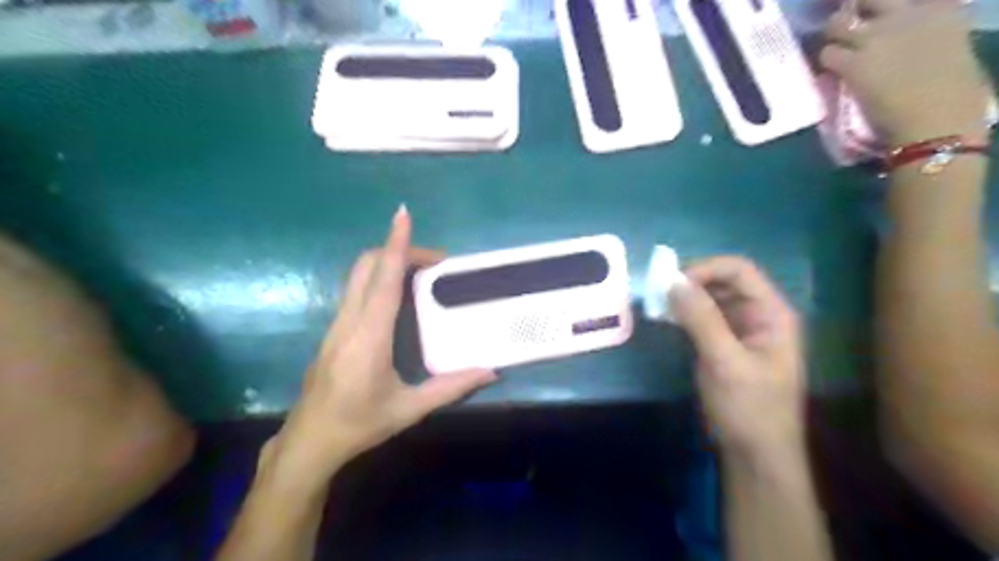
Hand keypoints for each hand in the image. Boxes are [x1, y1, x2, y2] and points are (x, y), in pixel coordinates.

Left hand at [261, 206, 498, 490]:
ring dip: (388, 262)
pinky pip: (356, 289)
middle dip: (398, 249)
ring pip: (359, 274)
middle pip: (367, 265)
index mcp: (369, 336)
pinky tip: (399, 295)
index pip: (384, 278)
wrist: (309, 440)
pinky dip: (379, 277)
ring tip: (423, 274)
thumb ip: (451, 387)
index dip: (396, 244)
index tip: (404, 215)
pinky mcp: (334, 328)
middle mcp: (349, 321)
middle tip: (435, 262)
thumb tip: (491, 372)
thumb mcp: (409, 409)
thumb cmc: (359, 424)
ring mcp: (337, 323)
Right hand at [671, 257, 801, 461]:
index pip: (739, 270)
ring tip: (658, 305)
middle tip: (659, 294)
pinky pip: (702, 317)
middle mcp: (758, 314)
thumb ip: (702, 320)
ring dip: (684, 298)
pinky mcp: (723, 343)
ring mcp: (740, 329)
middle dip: (691, 282)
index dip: (705, 269)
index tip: (672, 283)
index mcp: (772, 313)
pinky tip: (666, 318)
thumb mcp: (725, 363)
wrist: (755, 454)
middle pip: (723, 280)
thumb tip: (673, 282)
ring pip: (710, 298)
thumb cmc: (749, 409)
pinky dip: (683, 314)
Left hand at [820, 0, 990, 147]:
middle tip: (844, 30)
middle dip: (851, 12)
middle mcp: (910, 14)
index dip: (880, 8)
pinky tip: (829, 74)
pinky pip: (827, 54)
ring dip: (832, 38)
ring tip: (833, 53)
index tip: (872, 16)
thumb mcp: (950, 50)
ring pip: (837, 23)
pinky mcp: (855, 63)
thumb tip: (907, 45)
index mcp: (944, 9)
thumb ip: (927, 37)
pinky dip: (825, 63)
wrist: (938, 122)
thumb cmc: (955, 96)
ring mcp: (879, 37)